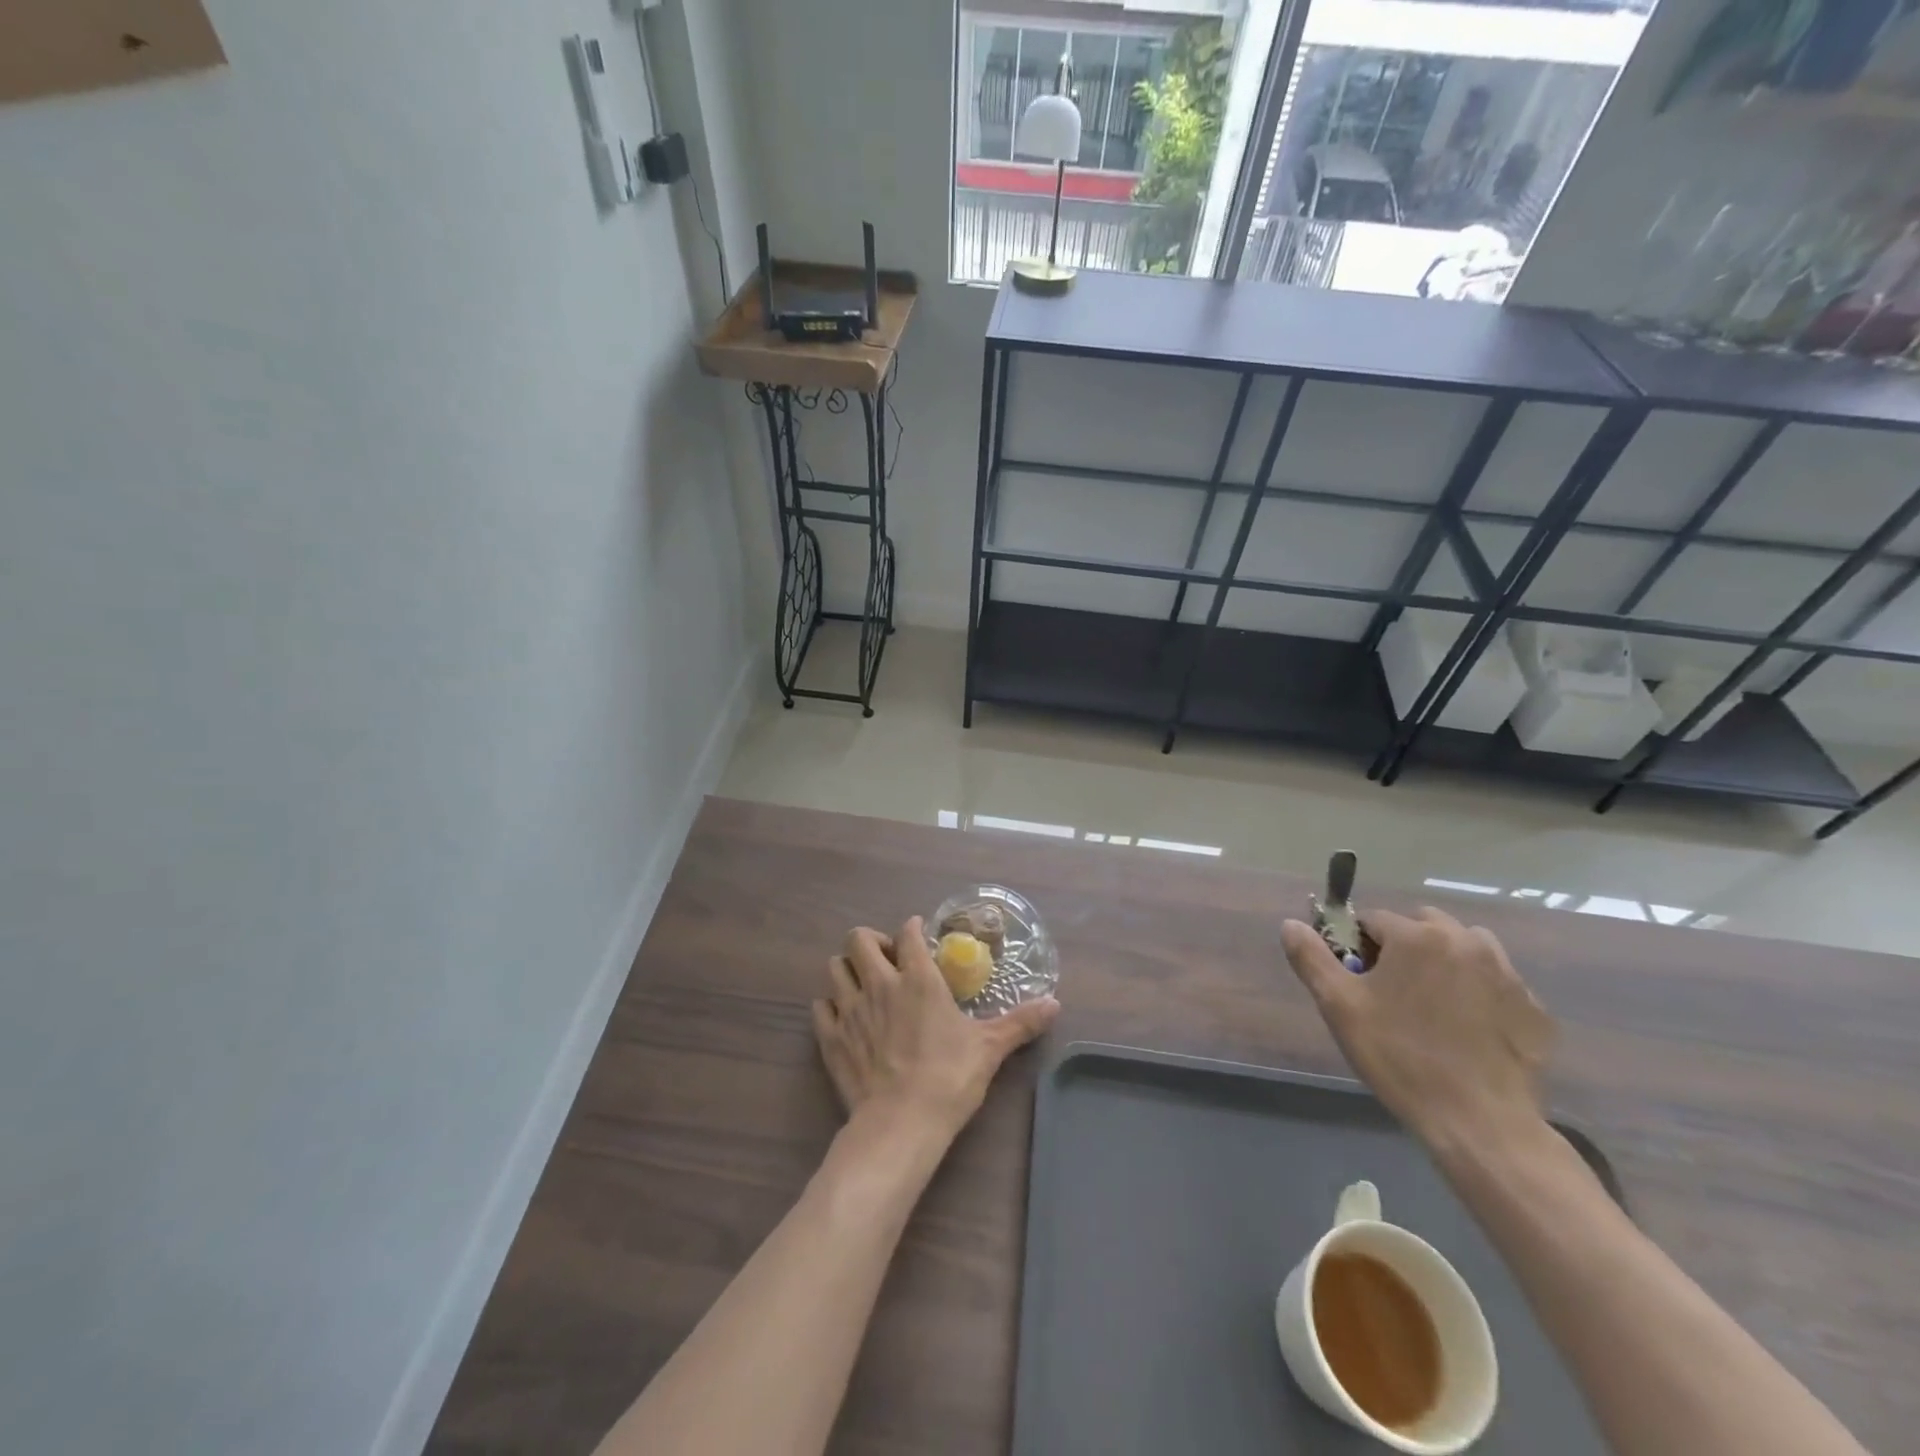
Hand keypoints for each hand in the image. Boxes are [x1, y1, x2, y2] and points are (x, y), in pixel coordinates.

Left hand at [813, 917, 1058, 1145]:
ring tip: (863, 983)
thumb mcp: (990, 1047)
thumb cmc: (949, 1078)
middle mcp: (879, 984)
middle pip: (858, 939)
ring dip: (847, 969)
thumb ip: (1020, 1022)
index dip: (912, 928)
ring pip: (834, 967)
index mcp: (918, 979)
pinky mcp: (831, 1038)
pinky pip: (820, 1007)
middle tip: (887, 960)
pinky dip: (829, 1006)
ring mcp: (850, 1010)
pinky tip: (844, 1017)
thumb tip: (1055, 1003)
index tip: (917, 935)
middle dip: (871, 941)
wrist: (901, 1124)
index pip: (907, 933)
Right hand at [1281, 907, 1555, 1150]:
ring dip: (1445, 961)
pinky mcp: (1533, 1008)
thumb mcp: (1339, 1006)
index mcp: (1418, 936)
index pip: (1374, 920)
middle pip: (1423, 925)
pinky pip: (1496, 983)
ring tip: (1432, 1006)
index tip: (1357, 980)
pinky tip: (1468, 1030)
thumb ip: (1311, 957)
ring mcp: (1507, 974)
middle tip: (1392, 992)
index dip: (1358, 946)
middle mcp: (1466, 942)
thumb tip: (1291, 923)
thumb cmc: (1400, 1057)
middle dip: (1404, 947)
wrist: (1480, 1123)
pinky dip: (1479, 993)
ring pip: (1465, 947)